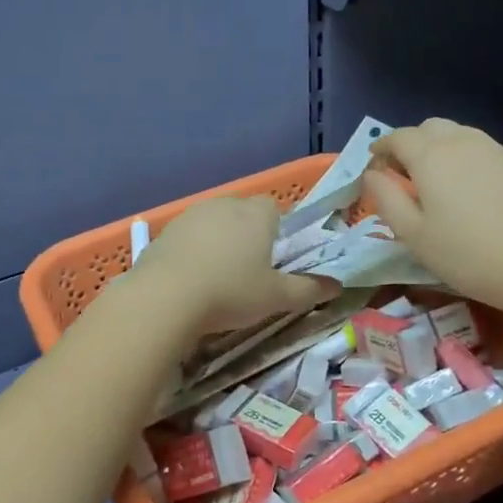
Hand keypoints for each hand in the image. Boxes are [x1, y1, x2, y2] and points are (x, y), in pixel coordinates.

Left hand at [132, 196, 335, 335]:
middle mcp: (224, 205)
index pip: (273, 208)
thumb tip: (338, 286)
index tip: (273, 258)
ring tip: (217, 277)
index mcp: (256, 215)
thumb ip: (309, 289)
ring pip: (213, 223)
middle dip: (247, 235)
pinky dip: (191, 252)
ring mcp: (190, 215)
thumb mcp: (276, 297)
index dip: (276, 230)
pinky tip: (190, 279)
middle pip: (242, 213)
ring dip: (217, 242)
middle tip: (248, 271)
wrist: (165, 297)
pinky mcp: (165, 232)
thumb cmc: (231, 292)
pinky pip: (187, 237)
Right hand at [362, 119, 502, 313]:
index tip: (375, 170)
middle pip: (429, 127)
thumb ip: (386, 198)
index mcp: (431, 156)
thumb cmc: (466, 254)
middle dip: (410, 144)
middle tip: (404, 176)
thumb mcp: (413, 235)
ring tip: (437, 182)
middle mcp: (462, 141)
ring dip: (439, 148)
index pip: (397, 137)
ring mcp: (496, 150)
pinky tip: (470, 190)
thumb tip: (372, 174)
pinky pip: (482, 149)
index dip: (381, 149)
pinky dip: (465, 158)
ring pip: (458, 134)